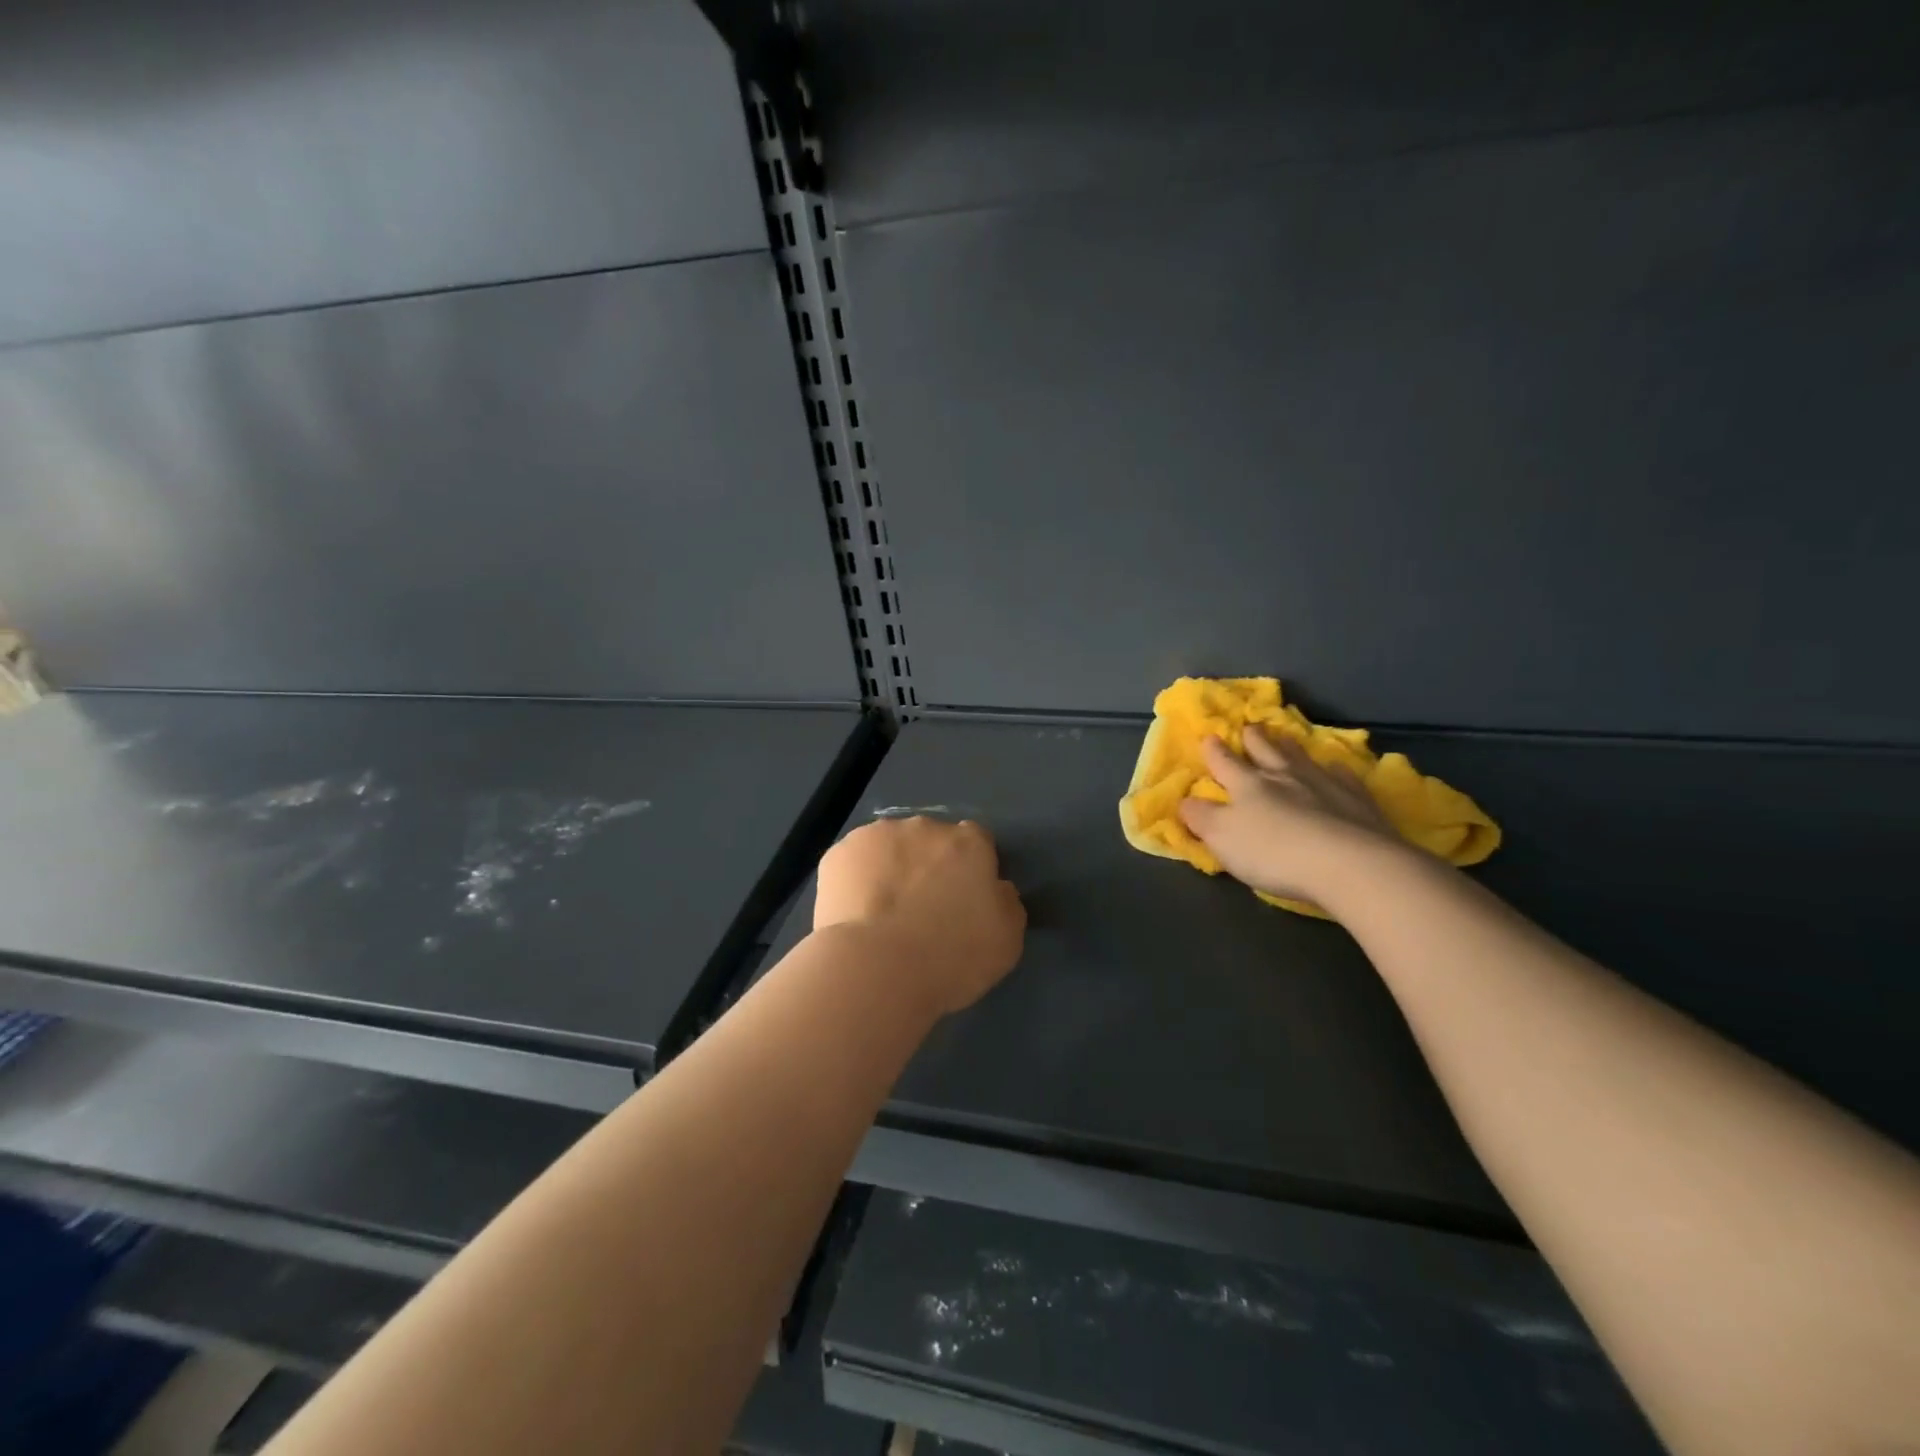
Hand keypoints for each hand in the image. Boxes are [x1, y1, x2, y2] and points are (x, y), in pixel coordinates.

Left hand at [814, 817, 1026, 1016]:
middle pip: (930, 840)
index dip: (970, 869)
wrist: (878, 969)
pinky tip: (854, 913)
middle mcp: (924, 827)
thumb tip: (995, 888)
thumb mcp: (1006, 939)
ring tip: (882, 914)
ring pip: (888, 846)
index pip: (976, 842)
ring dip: (890, 868)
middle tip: (921, 909)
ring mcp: (877, 836)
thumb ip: (1005, 902)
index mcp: (969, 843)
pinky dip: (855, 881)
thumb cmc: (952, 957)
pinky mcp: (838, 854)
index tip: (962, 899)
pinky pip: (853, 863)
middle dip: (927, 865)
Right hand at [1178, 729, 1405, 907]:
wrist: (1351, 864)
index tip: (1209, 737)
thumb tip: (1185, 801)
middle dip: (1254, 739)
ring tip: (1285, 738)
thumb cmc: (1275, 853)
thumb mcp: (1222, 838)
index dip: (1214, 751)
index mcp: (1248, 785)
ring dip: (1290, 747)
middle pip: (1266, 752)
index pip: (1225, 763)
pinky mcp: (1358, 800)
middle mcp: (1284, 776)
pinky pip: (1343, 777)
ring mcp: (1324, 784)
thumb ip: (1201, 818)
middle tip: (1250, 727)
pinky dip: (1335, 770)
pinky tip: (1336, 769)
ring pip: (1302, 758)